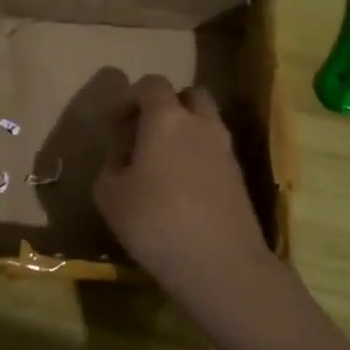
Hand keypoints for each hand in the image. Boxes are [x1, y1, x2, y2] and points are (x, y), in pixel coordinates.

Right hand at [94, 75, 274, 308]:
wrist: (221, 264)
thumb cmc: (155, 221)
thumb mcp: (110, 196)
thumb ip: (110, 169)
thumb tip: (123, 162)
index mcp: (166, 118)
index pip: (151, 84)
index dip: (130, 97)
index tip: (116, 123)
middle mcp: (201, 124)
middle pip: (189, 95)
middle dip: (167, 106)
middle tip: (145, 134)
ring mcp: (225, 150)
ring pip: (206, 124)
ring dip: (185, 132)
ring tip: (162, 165)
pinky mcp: (239, 178)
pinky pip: (214, 153)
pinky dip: (198, 158)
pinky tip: (182, 190)